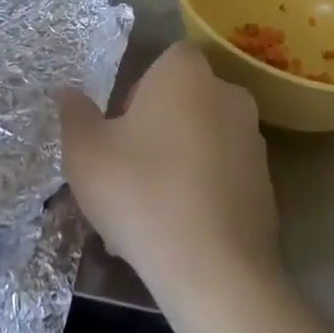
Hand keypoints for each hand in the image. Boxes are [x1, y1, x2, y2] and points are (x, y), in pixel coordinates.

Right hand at [57, 41, 281, 302]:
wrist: (215, 272)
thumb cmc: (141, 192)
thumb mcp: (85, 152)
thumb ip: (74, 115)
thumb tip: (67, 93)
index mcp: (186, 73)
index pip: (163, 60)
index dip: (138, 90)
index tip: (120, 128)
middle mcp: (227, 95)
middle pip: (183, 102)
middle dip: (155, 129)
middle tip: (126, 172)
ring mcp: (253, 142)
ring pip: (201, 142)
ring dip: (176, 164)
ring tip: (145, 215)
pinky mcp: (266, 187)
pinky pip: (221, 178)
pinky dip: (200, 194)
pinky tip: (175, 234)